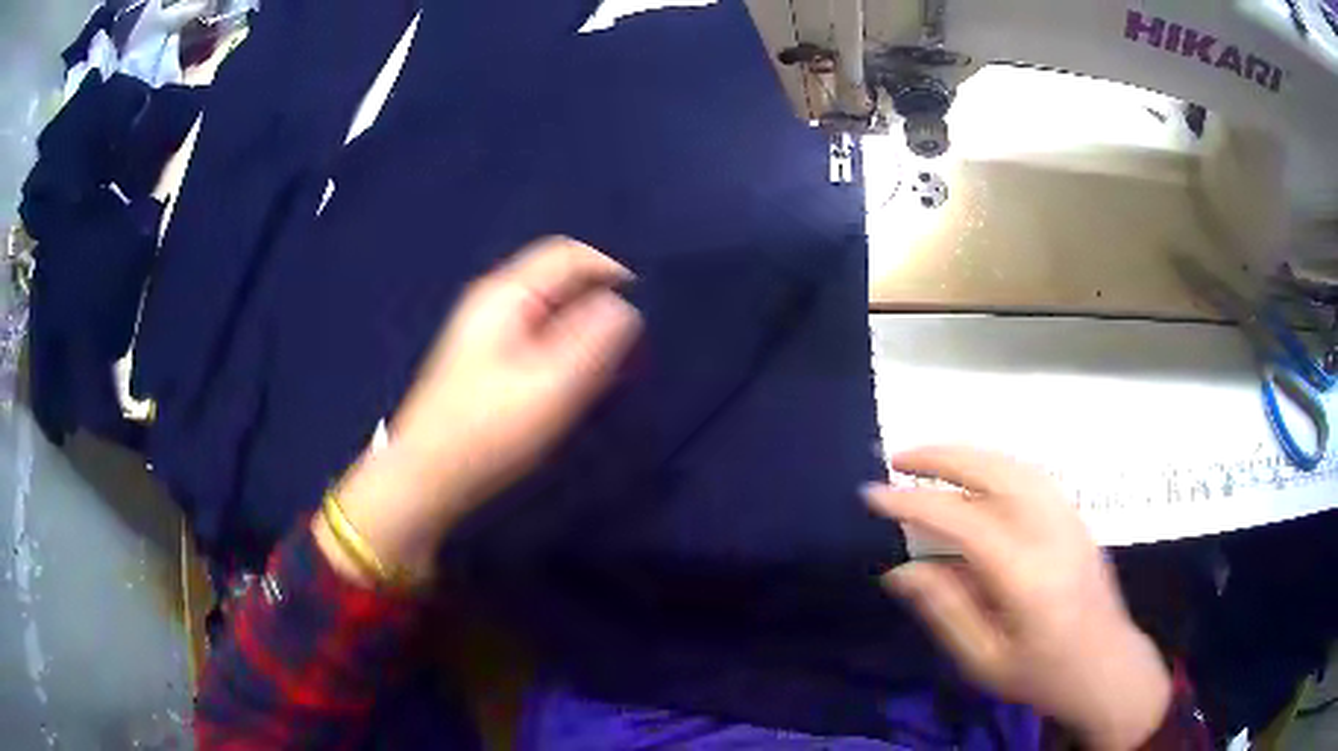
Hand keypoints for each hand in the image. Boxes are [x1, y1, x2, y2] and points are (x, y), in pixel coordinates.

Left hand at [317, 238, 641, 583]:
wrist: (426, 477)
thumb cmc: (488, 430)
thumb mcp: (552, 385)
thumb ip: (595, 340)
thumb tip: (625, 308)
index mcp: (505, 294)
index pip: (569, 254)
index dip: (612, 271)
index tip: (647, 307)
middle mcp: (493, 301)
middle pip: (559, 280)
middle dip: (600, 303)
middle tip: (631, 345)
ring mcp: (486, 331)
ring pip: (550, 310)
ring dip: (585, 329)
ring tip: (610, 366)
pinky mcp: (486, 361)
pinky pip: (538, 335)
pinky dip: (565, 347)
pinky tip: (575, 380)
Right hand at [865, 447, 1170, 750]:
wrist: (1106, 666)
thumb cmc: (1043, 675)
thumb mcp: (984, 661)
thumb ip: (945, 610)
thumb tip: (900, 570)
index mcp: (1027, 576)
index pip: (965, 522)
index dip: (915, 503)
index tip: (873, 495)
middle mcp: (1052, 534)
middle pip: (996, 473)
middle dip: (943, 457)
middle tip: (898, 457)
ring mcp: (1070, 519)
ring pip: (1017, 465)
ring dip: (970, 454)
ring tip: (930, 458)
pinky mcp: (1077, 517)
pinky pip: (1033, 475)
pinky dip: (996, 464)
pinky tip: (976, 475)